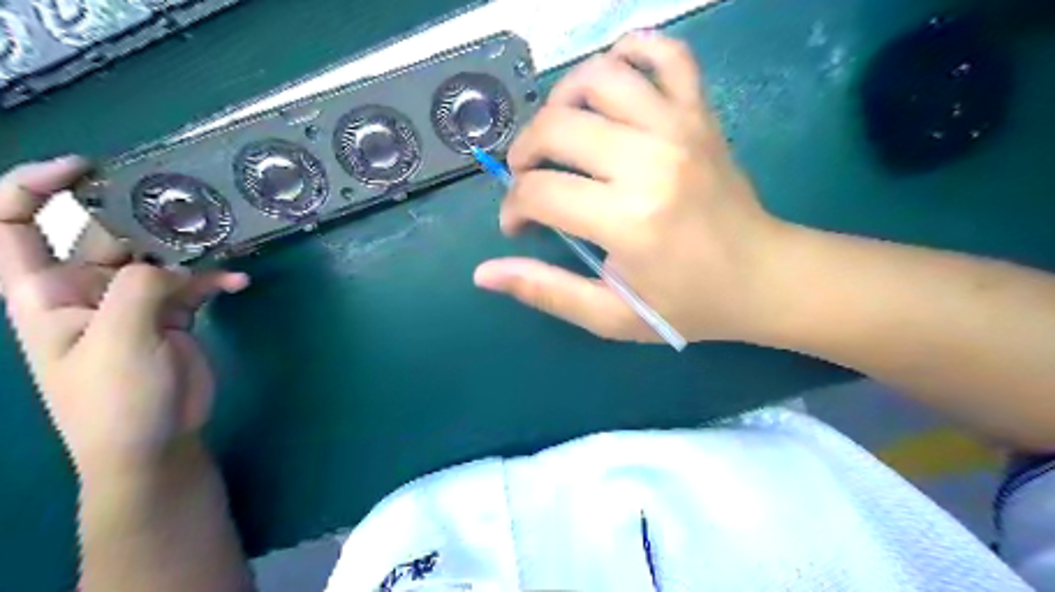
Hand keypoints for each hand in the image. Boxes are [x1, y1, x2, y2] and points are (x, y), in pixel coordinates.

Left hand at [0, 158, 249, 476]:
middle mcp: (87, 290)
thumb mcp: (119, 342)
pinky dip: (216, 279)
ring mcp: (133, 303)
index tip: (86, 168)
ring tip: (222, 239)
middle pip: (106, 235)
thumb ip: (138, 290)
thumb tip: (170, 264)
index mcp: (46, 293)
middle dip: (142, 217)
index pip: (12, 225)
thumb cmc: (116, 400)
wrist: (155, 443)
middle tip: (188, 207)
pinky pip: (193, 284)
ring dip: (189, 248)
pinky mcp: (172, 315)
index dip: (34, 187)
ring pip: (158, 257)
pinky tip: (238, 283)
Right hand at [475, 32, 787, 343]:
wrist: (764, 277)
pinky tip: (611, 80)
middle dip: (524, 153)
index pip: (539, 192)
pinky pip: (666, 54)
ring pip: (599, 77)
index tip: (518, 224)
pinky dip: (631, 51)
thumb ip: (547, 291)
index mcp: (628, 219)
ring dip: (562, 101)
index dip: (513, 208)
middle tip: (529, 179)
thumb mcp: (612, 315)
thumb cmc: (688, 304)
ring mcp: (680, 127)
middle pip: (557, 126)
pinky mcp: (701, 113)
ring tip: (560, 134)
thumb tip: (484, 273)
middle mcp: (650, 161)